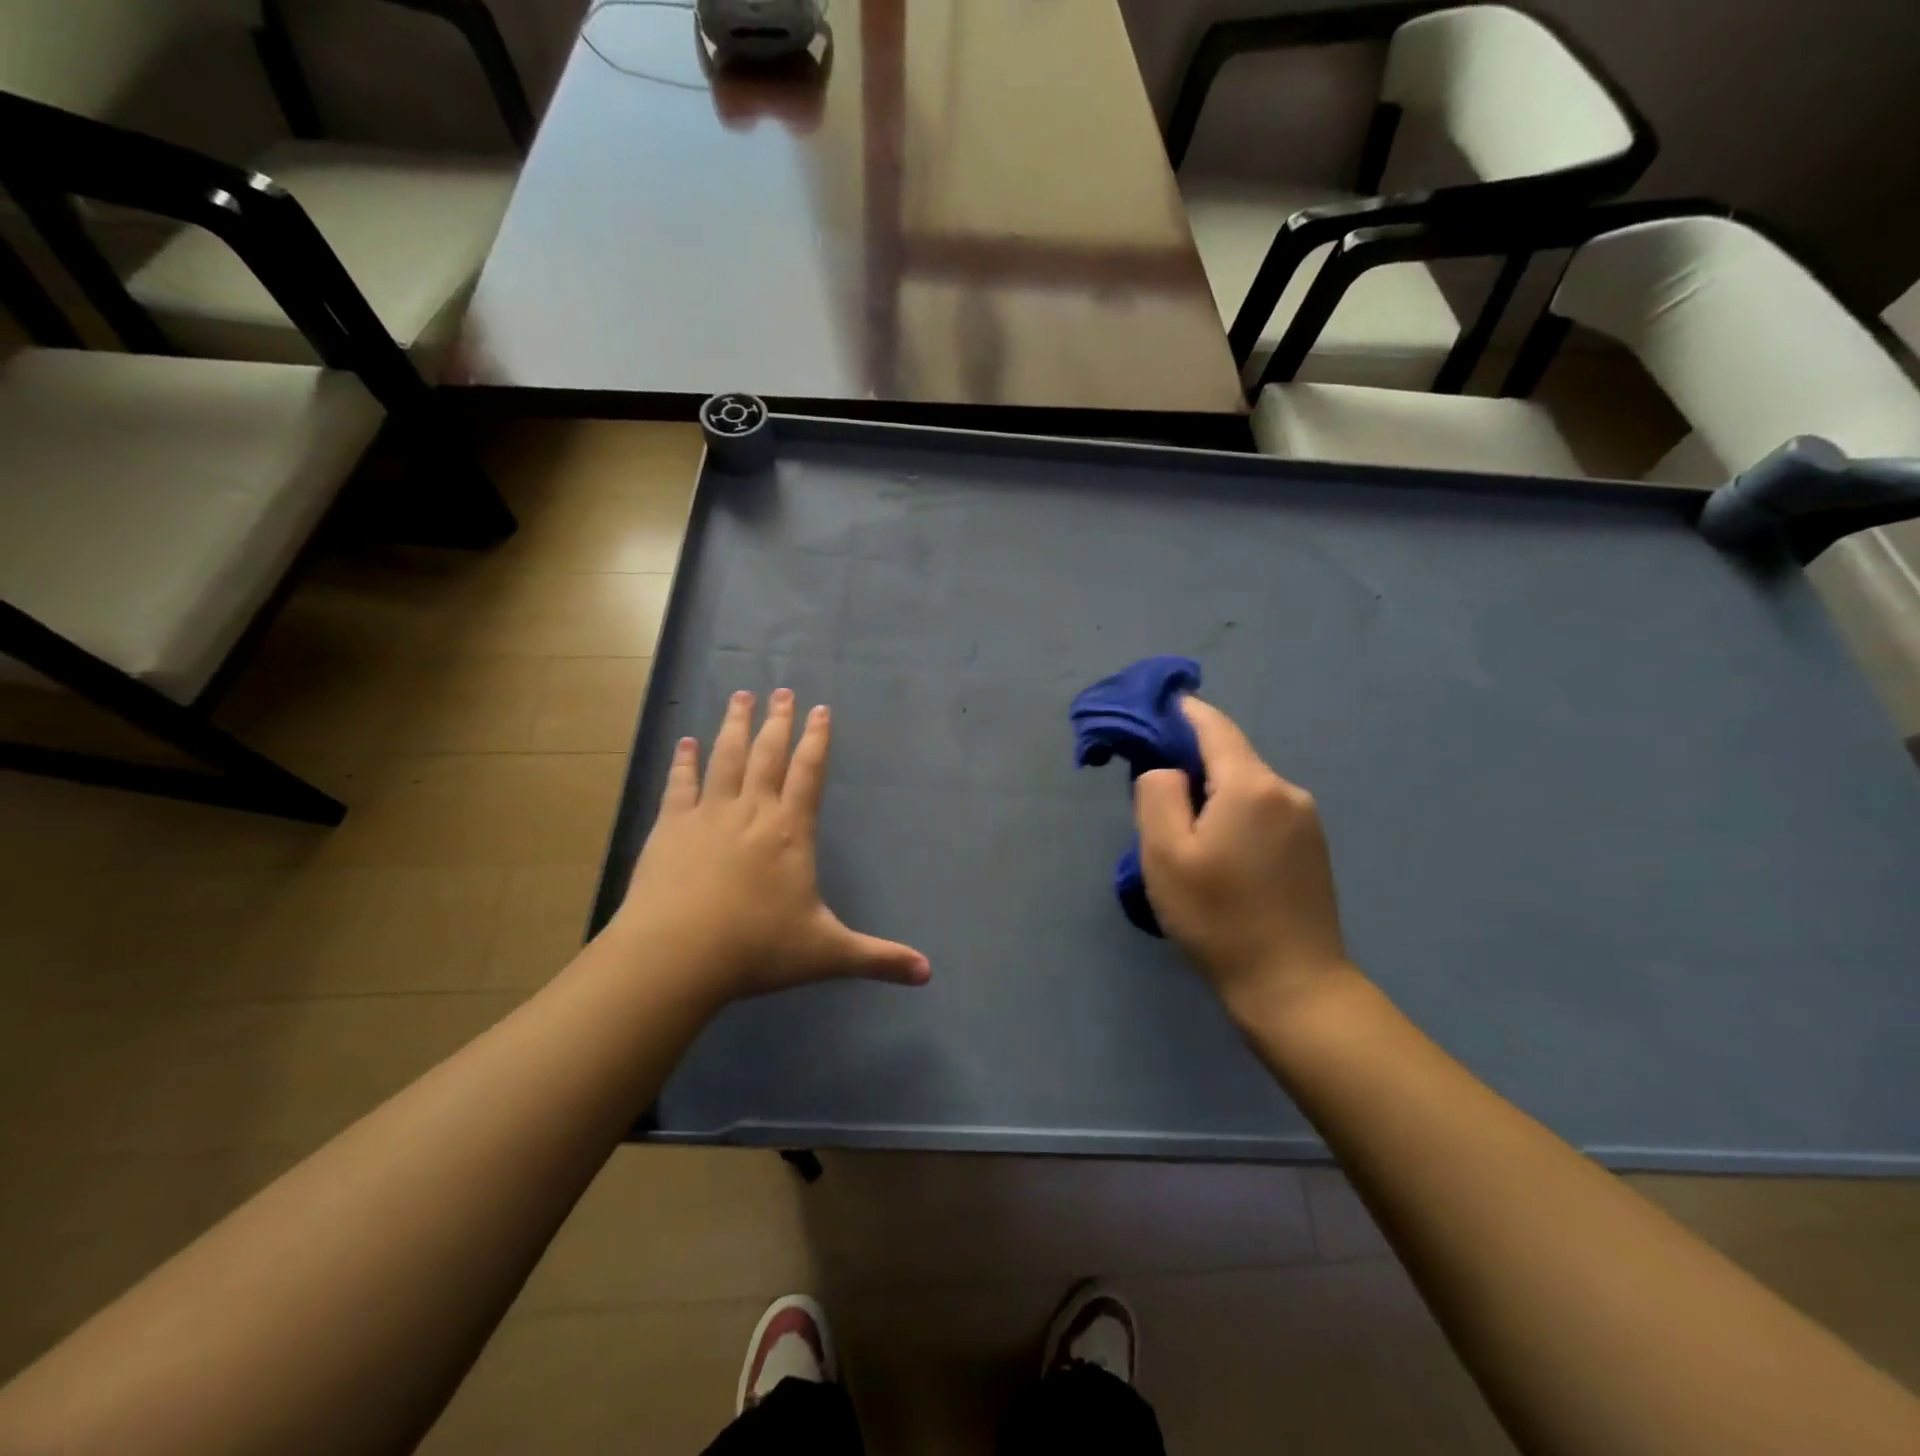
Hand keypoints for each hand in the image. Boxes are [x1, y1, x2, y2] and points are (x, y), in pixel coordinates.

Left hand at [613, 689, 929, 1003]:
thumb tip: (929, 974)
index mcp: (791, 831)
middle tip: (782, 689)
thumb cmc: (757, 949)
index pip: (809, 773)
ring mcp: (708, 815)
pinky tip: (685, 743)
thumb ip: (878, 958)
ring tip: (740, 696)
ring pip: (725, 757)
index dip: (817, 739)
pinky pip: (680, 784)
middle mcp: (752, 811)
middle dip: (778, 721)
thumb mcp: (827, 954)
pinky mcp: (670, 827)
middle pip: (768, 754)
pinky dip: (684, 762)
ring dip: (734, 725)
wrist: (677, 955)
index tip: (821, 709)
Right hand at [1133, 697, 1353, 1024]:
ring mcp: (1307, 820)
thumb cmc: (1218, 916)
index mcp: (1251, 785)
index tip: (1153, 712)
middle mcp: (1286, 791)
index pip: (1213, 725)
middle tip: (1155, 795)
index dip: (1182, 712)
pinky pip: (1264, 811)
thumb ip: (1157, 793)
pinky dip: (1236, 815)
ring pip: (1247, 786)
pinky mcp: (1313, 848)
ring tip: (1186, 835)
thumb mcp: (1164, 853)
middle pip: (1230, 756)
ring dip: (1213, 794)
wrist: (1293, 985)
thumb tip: (1168, 768)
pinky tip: (1221, 854)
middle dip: (1191, 761)